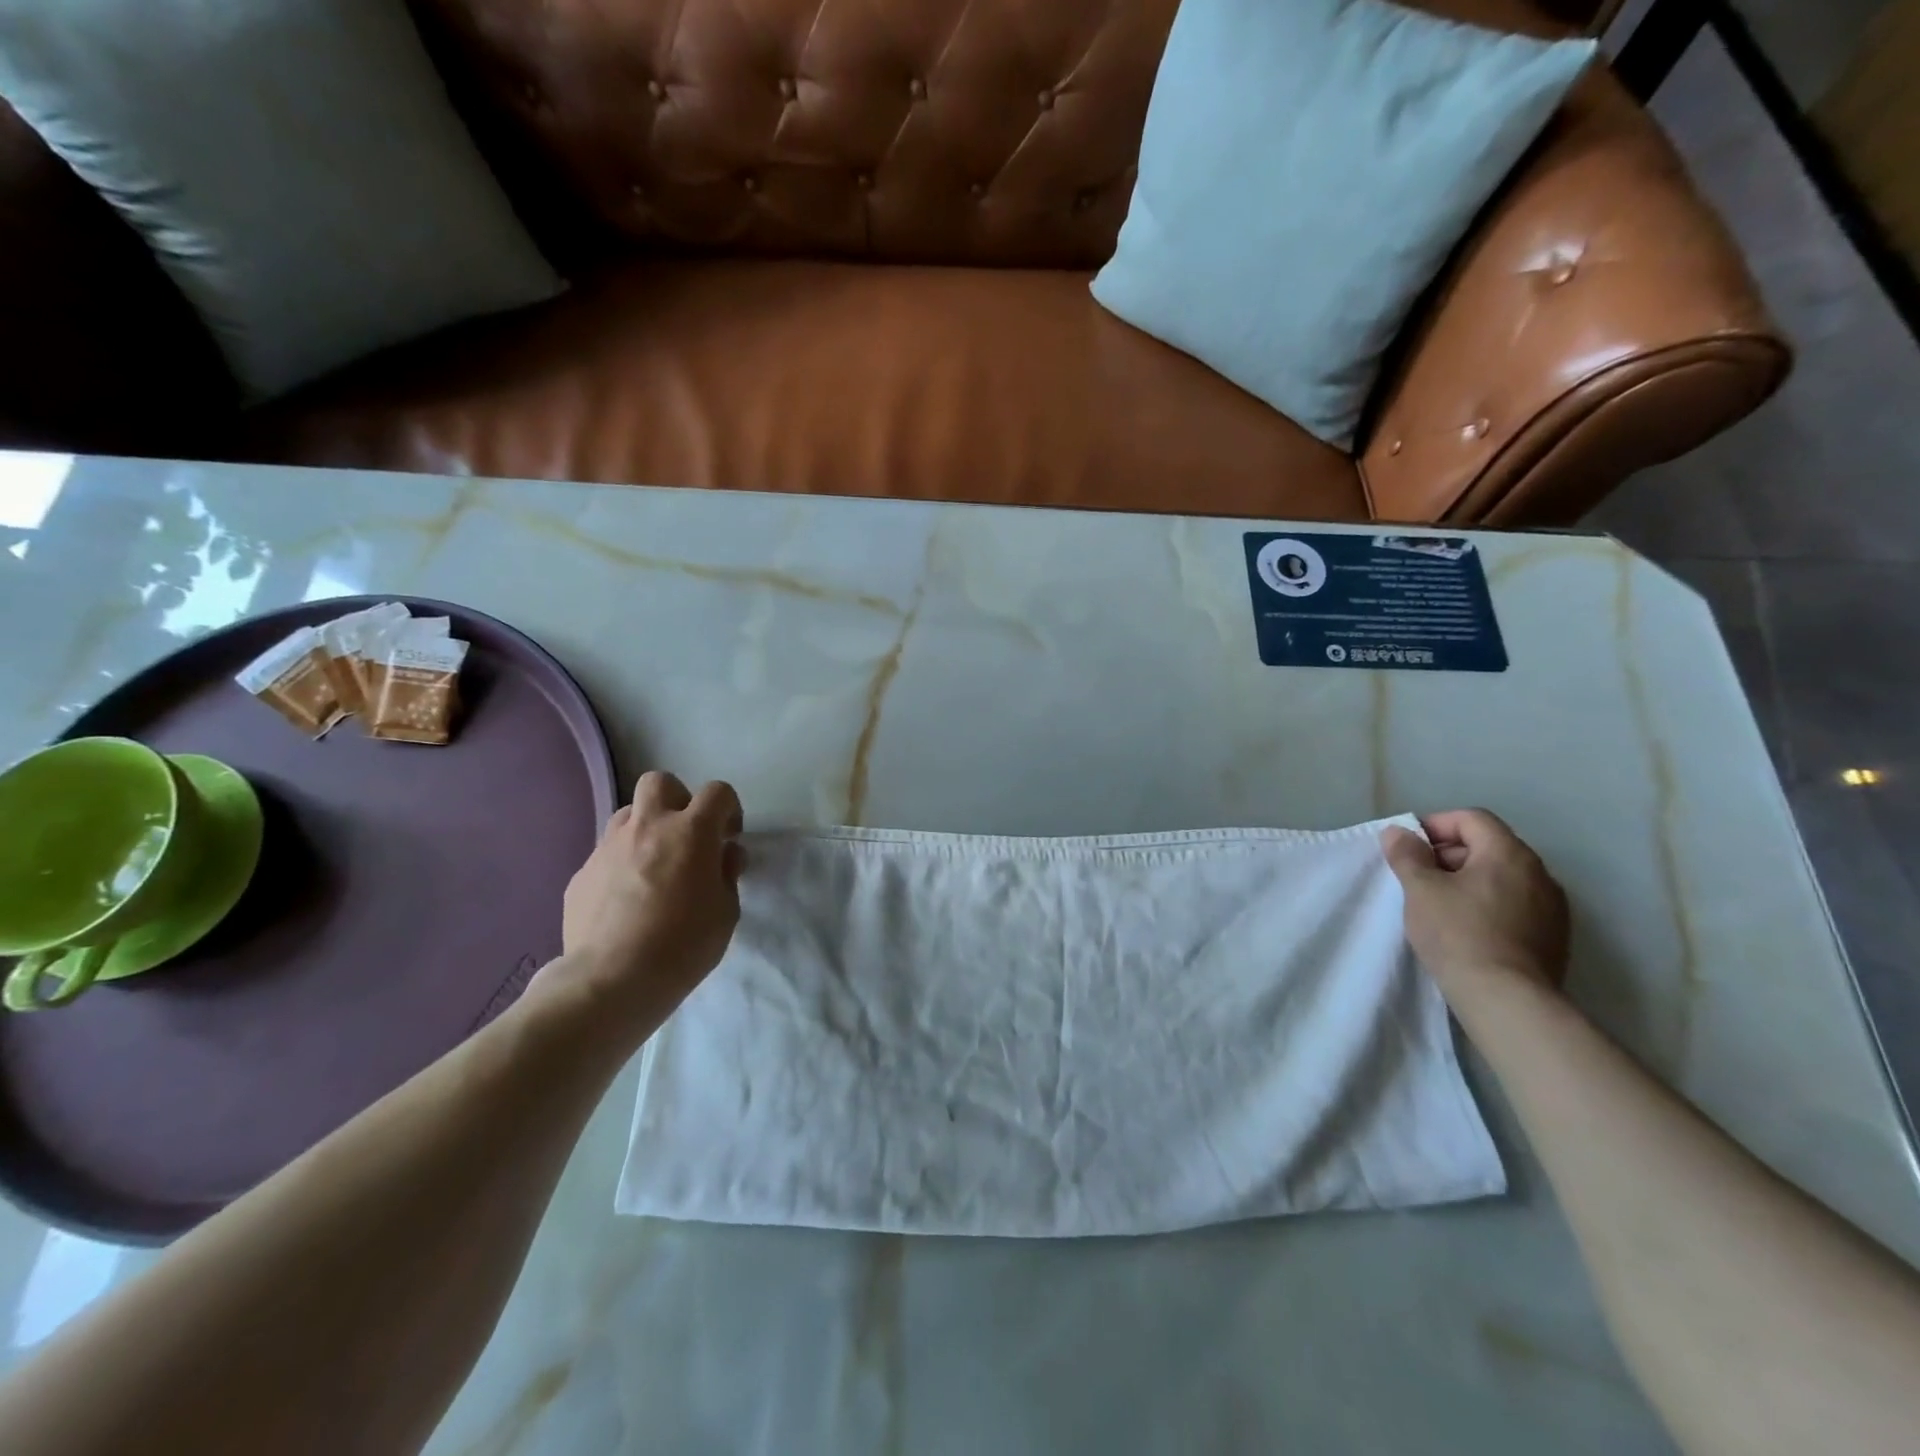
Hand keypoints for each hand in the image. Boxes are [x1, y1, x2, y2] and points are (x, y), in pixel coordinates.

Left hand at [534, 773, 745, 1040]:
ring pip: (628, 814)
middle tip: (686, 837)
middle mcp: (648, 827)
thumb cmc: (683, 945)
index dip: (728, 809)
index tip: (728, 839)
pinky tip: (626, 900)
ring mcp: (609, 847)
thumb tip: (723, 855)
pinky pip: (606, 854)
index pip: (717, 792)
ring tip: (654, 866)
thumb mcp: (727, 912)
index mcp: (691, 832)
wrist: (611, 981)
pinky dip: (621, 865)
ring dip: (646, 829)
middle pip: (660, 782)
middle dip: (678, 800)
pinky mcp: (581, 874)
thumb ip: (727, 874)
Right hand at [1380, 809, 1568, 1002]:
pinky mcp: (1554, 937)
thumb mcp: (1420, 889)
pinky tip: (1467, 929)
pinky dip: (1489, 905)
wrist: (1507, 1000)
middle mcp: (1540, 873)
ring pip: (1503, 877)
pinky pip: (1516, 904)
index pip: (1472, 819)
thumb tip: (1398, 833)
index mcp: (1509, 853)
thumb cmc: (1458, 933)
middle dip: (1450, 854)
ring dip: (1469, 881)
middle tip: (1418, 877)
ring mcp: (1552, 907)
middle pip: (1489, 846)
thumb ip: (1407, 854)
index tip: (1409, 848)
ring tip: (1440, 905)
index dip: (1436, 825)